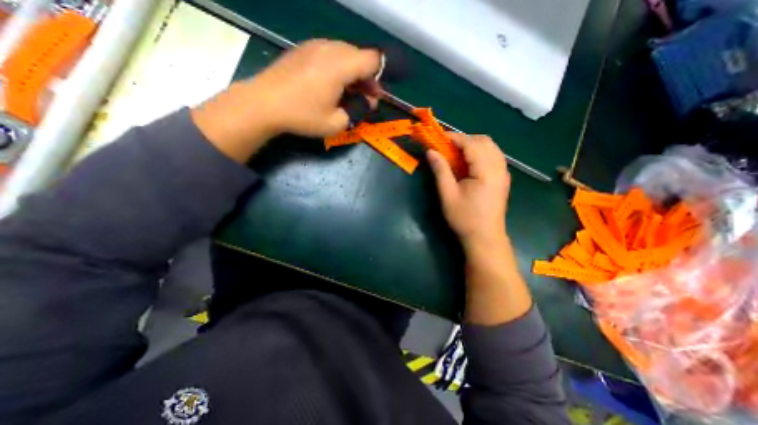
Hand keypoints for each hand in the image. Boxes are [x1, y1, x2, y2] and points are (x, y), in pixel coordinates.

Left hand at [189, 40, 377, 162]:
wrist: (263, 103)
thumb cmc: (302, 116)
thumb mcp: (336, 123)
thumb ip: (358, 112)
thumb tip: (368, 103)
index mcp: (340, 65)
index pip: (373, 60)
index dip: (380, 77)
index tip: (374, 96)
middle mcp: (330, 48)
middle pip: (360, 55)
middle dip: (367, 77)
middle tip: (363, 98)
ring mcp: (315, 45)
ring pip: (345, 54)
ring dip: (353, 72)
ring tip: (348, 93)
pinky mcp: (304, 49)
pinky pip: (330, 53)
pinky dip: (338, 67)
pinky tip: (331, 85)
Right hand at [425, 134, 508, 250]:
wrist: (485, 238)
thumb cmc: (464, 218)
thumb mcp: (448, 194)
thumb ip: (440, 170)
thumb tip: (431, 151)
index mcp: (486, 171)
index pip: (471, 144)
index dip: (454, 137)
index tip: (438, 137)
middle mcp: (499, 167)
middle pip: (484, 141)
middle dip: (464, 139)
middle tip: (446, 147)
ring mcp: (503, 173)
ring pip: (490, 147)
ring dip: (472, 145)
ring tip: (455, 154)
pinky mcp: (503, 178)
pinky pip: (493, 156)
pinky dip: (480, 153)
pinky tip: (468, 163)